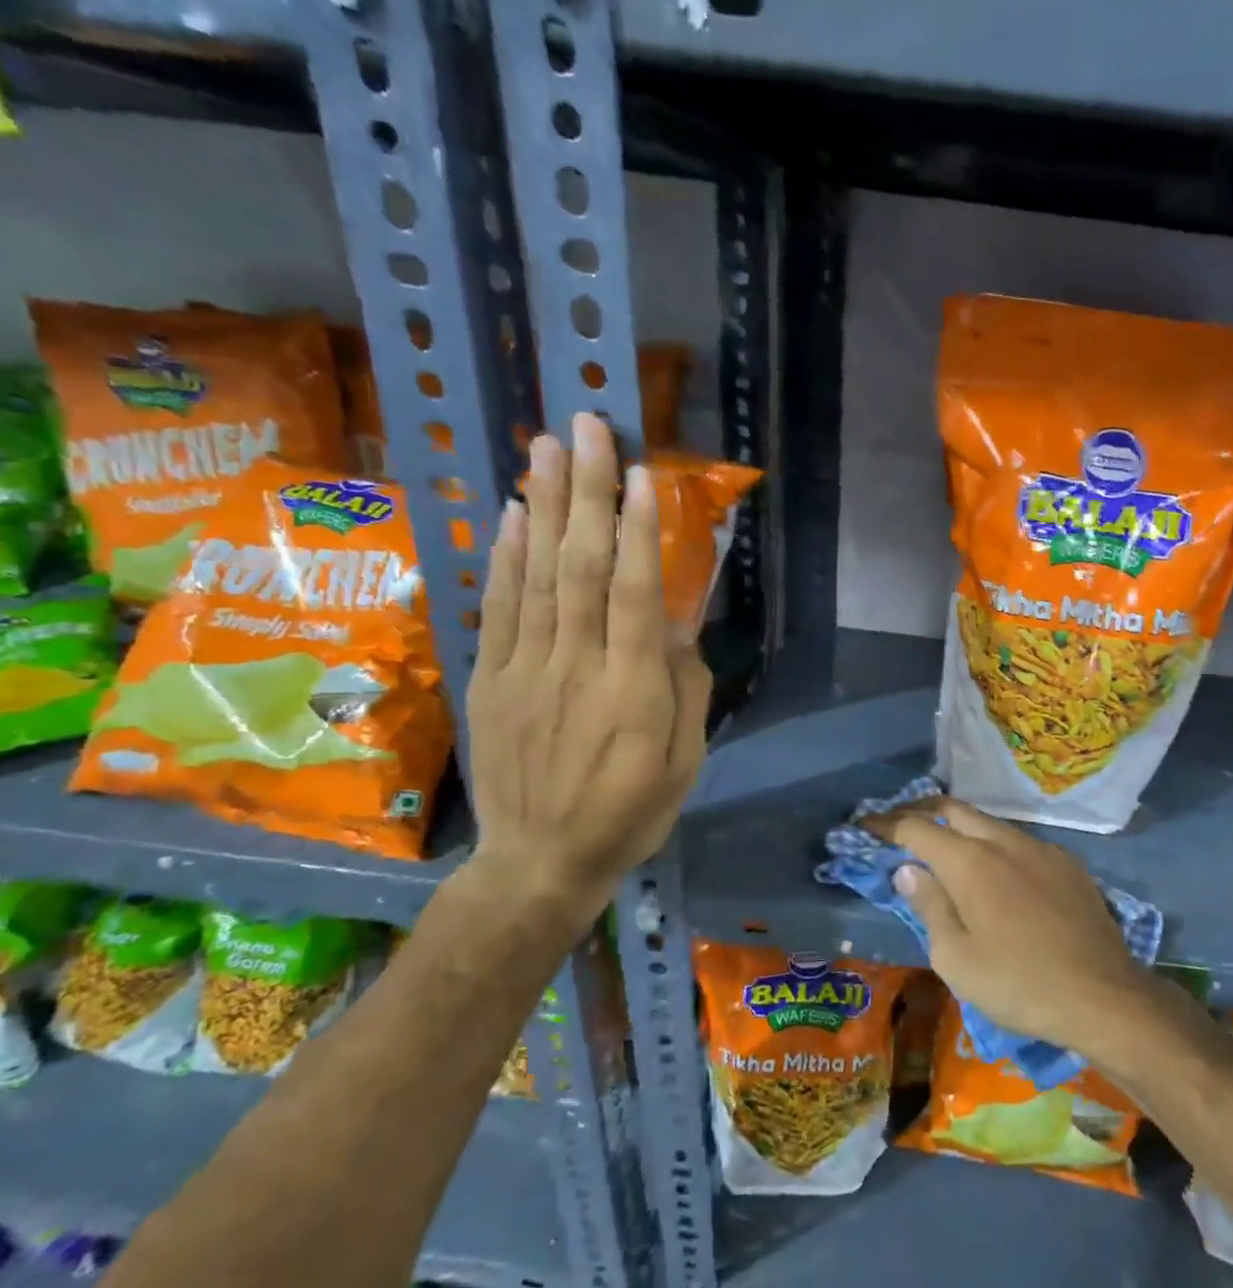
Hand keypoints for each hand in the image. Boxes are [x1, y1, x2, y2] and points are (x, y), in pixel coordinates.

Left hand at [467, 413, 709, 905]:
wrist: (541, 860)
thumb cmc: (629, 814)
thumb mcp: (682, 763)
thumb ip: (685, 690)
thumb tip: (679, 625)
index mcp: (633, 692)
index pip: (632, 594)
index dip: (637, 531)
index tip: (643, 474)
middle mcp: (576, 667)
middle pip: (580, 567)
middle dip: (587, 493)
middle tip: (588, 427)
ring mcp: (526, 669)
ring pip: (537, 575)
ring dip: (545, 505)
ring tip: (549, 445)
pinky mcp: (492, 679)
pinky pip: (500, 607)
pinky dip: (507, 556)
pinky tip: (515, 513)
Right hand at [866, 797, 1151, 1054]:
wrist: (1103, 995)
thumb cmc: (1018, 984)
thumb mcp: (956, 958)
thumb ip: (929, 905)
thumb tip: (908, 869)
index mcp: (970, 862)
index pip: (916, 828)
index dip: (885, 825)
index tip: (863, 825)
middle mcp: (1004, 841)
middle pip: (954, 809)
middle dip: (921, 812)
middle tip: (899, 828)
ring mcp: (1041, 848)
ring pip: (990, 823)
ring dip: (961, 828)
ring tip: (944, 849)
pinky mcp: (1068, 863)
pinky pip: (1020, 842)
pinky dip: (995, 846)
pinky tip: (997, 872)